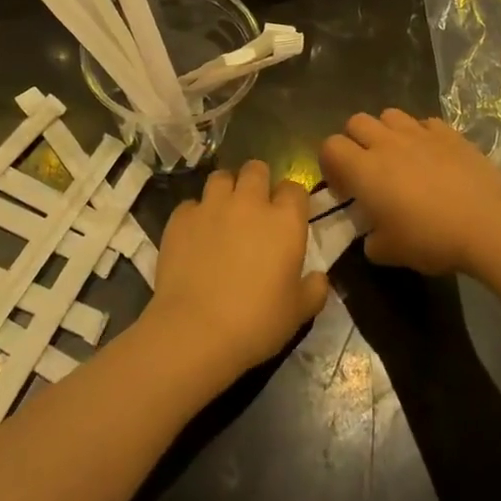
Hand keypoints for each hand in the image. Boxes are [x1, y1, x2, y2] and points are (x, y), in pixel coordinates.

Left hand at [143, 160, 329, 381]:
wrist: (196, 331)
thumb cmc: (256, 323)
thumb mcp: (298, 313)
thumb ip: (314, 289)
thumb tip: (319, 277)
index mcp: (285, 221)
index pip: (295, 188)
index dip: (292, 200)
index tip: (288, 217)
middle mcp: (249, 202)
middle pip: (256, 169)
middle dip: (258, 182)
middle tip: (255, 209)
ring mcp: (212, 206)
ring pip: (221, 177)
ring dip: (225, 190)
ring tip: (223, 214)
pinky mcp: (181, 218)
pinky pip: (190, 204)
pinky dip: (195, 215)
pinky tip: (194, 236)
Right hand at [319, 109, 500, 274]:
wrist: (488, 222)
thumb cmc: (431, 238)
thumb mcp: (391, 252)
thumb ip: (372, 240)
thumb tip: (372, 236)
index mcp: (364, 170)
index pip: (330, 147)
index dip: (330, 163)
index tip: (343, 186)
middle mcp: (386, 143)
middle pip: (356, 122)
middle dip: (355, 141)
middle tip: (367, 168)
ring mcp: (419, 133)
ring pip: (389, 115)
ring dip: (386, 132)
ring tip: (398, 156)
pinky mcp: (448, 132)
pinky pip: (424, 123)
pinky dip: (421, 135)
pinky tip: (431, 156)